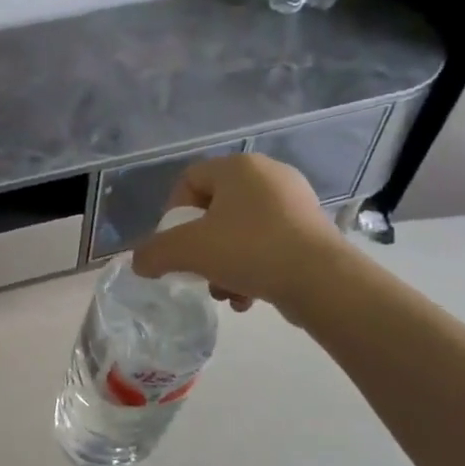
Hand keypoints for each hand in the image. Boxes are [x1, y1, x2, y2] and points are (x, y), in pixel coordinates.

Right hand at [130, 154, 345, 311]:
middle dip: (201, 248)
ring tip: (226, 293)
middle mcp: (268, 175)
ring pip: (240, 232)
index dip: (173, 214)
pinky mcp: (312, 230)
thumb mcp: (188, 251)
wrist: (324, 281)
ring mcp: (295, 202)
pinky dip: (252, 269)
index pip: (189, 180)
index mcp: (238, 166)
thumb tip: (140, 263)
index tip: (174, 245)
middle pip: (214, 210)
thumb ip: (154, 253)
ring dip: (224, 264)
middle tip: (198, 272)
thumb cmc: (250, 250)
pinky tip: (249, 298)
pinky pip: (268, 244)